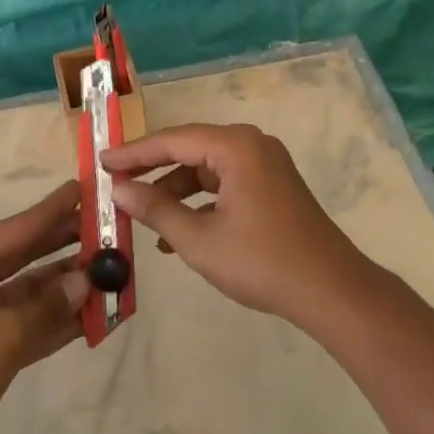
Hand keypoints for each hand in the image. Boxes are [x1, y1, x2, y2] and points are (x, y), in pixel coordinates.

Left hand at [0, 181, 90, 433]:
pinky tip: (95, 315)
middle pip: (27, 256)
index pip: (17, 228)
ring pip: (33, 293)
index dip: (53, 210)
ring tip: (111, 274)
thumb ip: (49, 305)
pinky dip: (59, 321)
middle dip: (66, 247)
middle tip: (107, 231)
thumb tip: (87, 281)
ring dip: (68, 288)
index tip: (85, 188)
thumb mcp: (3, 332)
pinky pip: (31, 325)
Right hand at [105, 124, 367, 329]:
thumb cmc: (263, 262)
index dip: (134, 153)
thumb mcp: (200, 240)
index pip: (172, 140)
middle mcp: (250, 144)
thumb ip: (156, 209)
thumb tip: (119, 189)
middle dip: (152, 169)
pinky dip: (200, 200)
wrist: (332, 292)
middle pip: (188, 149)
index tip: (101, 161)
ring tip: (142, 214)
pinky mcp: (271, 185)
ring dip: (174, 190)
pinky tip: (177, 231)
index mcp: (234, 146)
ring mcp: (264, 164)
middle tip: (116, 182)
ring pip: (205, 167)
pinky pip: (224, 182)